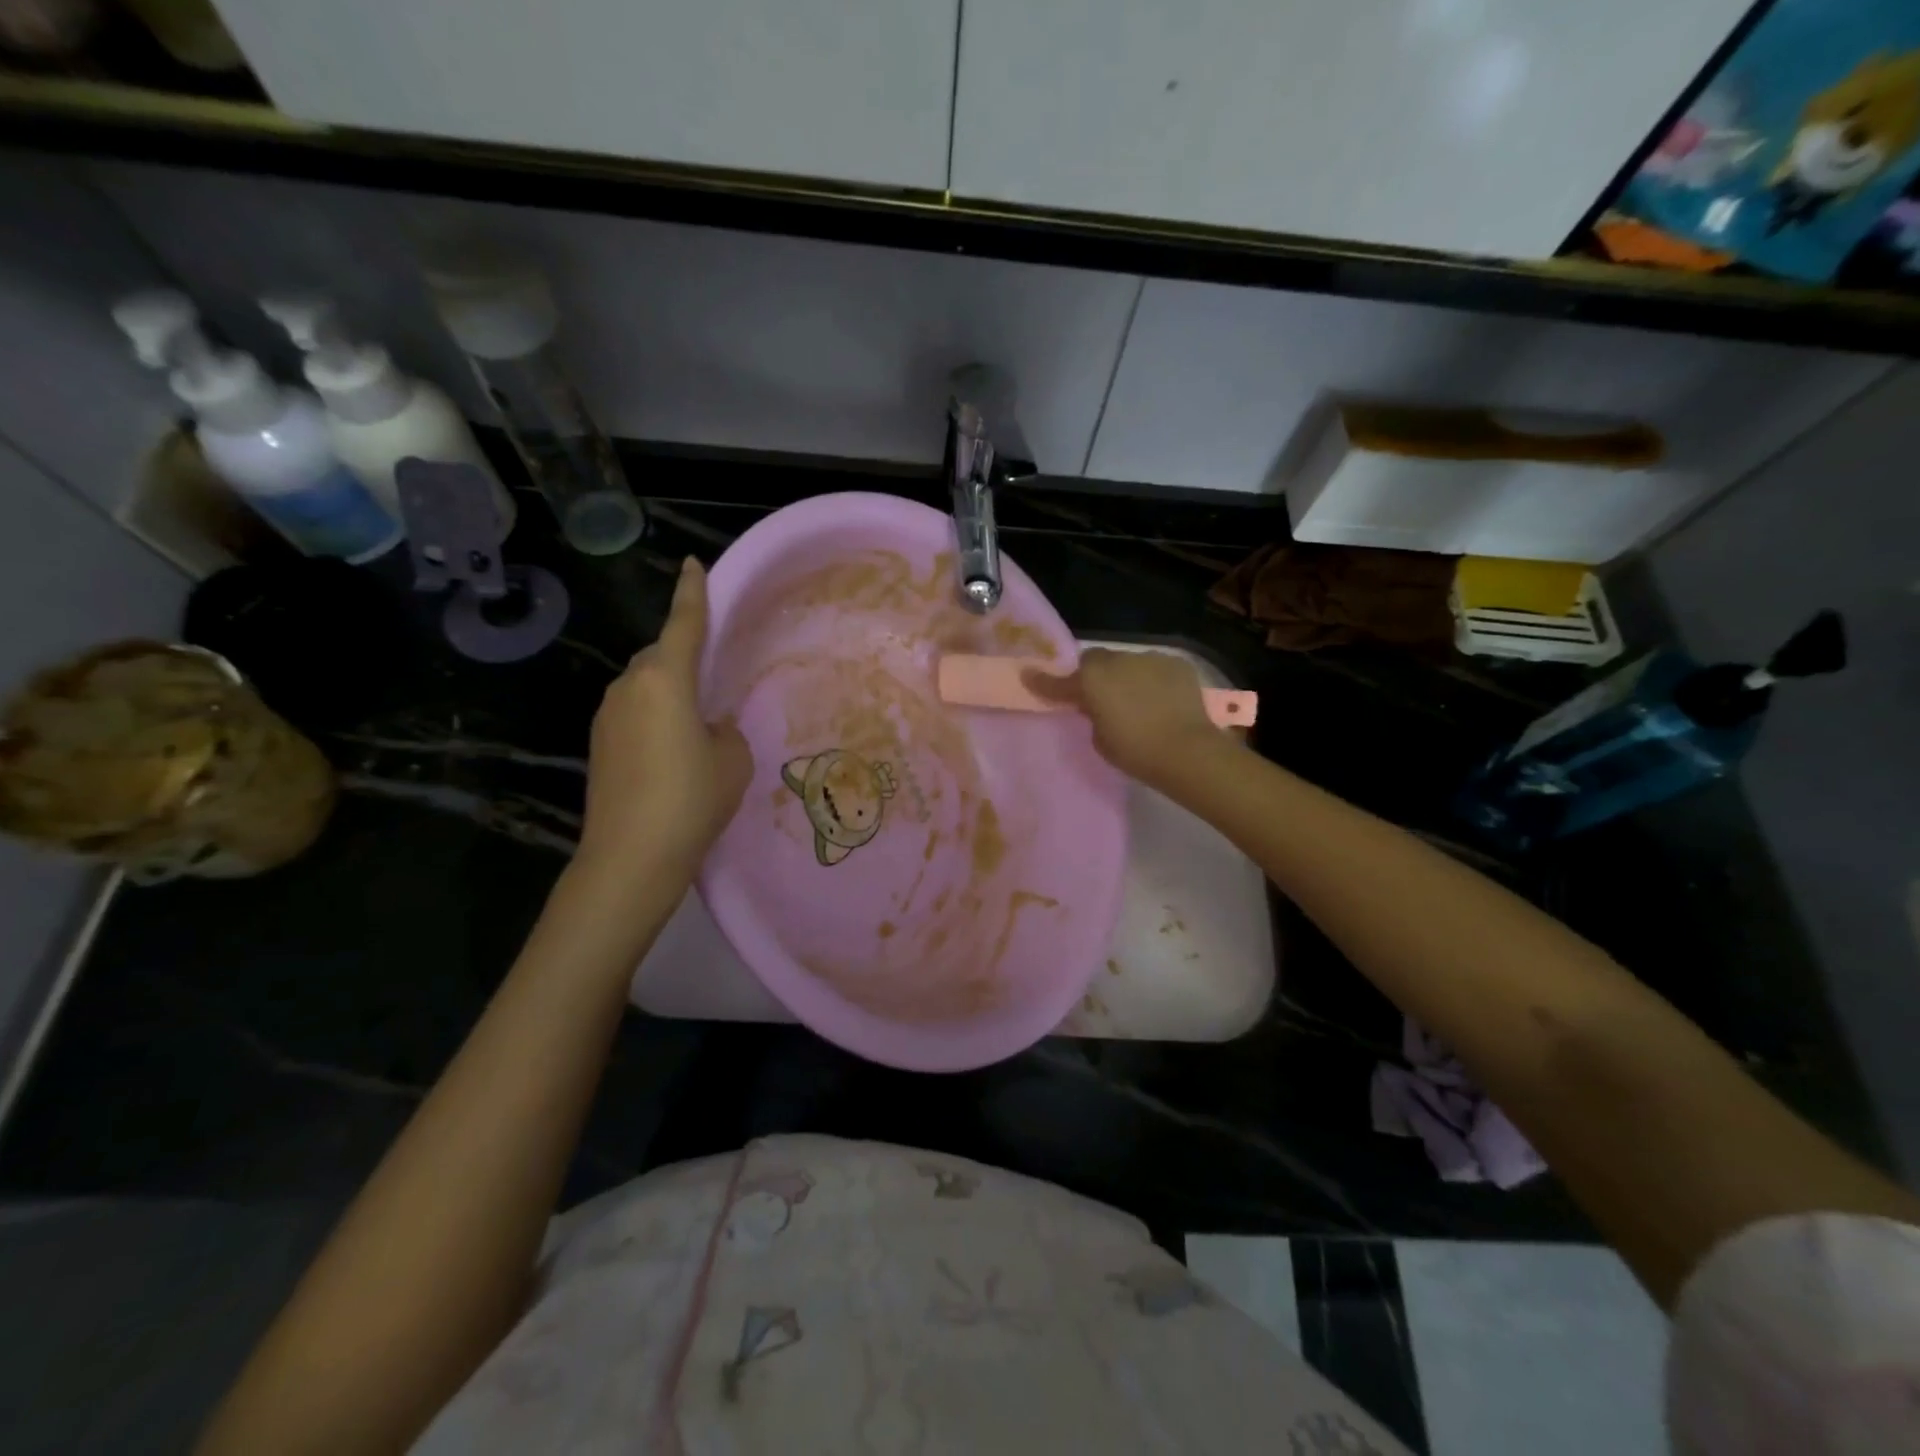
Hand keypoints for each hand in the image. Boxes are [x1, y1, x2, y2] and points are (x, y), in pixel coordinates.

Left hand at [577, 558, 751, 876]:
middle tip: (712, 684)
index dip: (692, 593)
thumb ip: (725, 730)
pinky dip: (654, 718)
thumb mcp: (732, 760)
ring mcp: (606, 715)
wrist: (631, 856)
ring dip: (668, 694)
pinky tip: (671, 753)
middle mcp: (629, 686)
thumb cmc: (692, 799)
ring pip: (645, 686)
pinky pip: (633, 713)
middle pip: (661, 656)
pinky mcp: (598, 744)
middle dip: (684, 658)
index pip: (684, 624)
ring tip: (695, 728)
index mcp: (666, 679)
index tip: (692, 565)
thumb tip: (709, 725)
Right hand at [1024, 648, 1231, 786]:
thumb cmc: (1135, 751)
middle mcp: (1117, 661)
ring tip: (1135, 699)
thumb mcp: (1100, 739)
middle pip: (1096, 661)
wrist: (1187, 750)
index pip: (1059, 681)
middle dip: (1093, 675)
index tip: (1028, 676)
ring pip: (1128, 663)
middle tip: (1097, 695)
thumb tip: (1098, 705)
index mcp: (1092, 680)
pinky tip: (1161, 699)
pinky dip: (1153, 680)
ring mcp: (1149, 659)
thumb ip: (1092, 714)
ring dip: (1125, 676)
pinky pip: (1155, 668)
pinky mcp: (1176, 663)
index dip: (1044, 682)